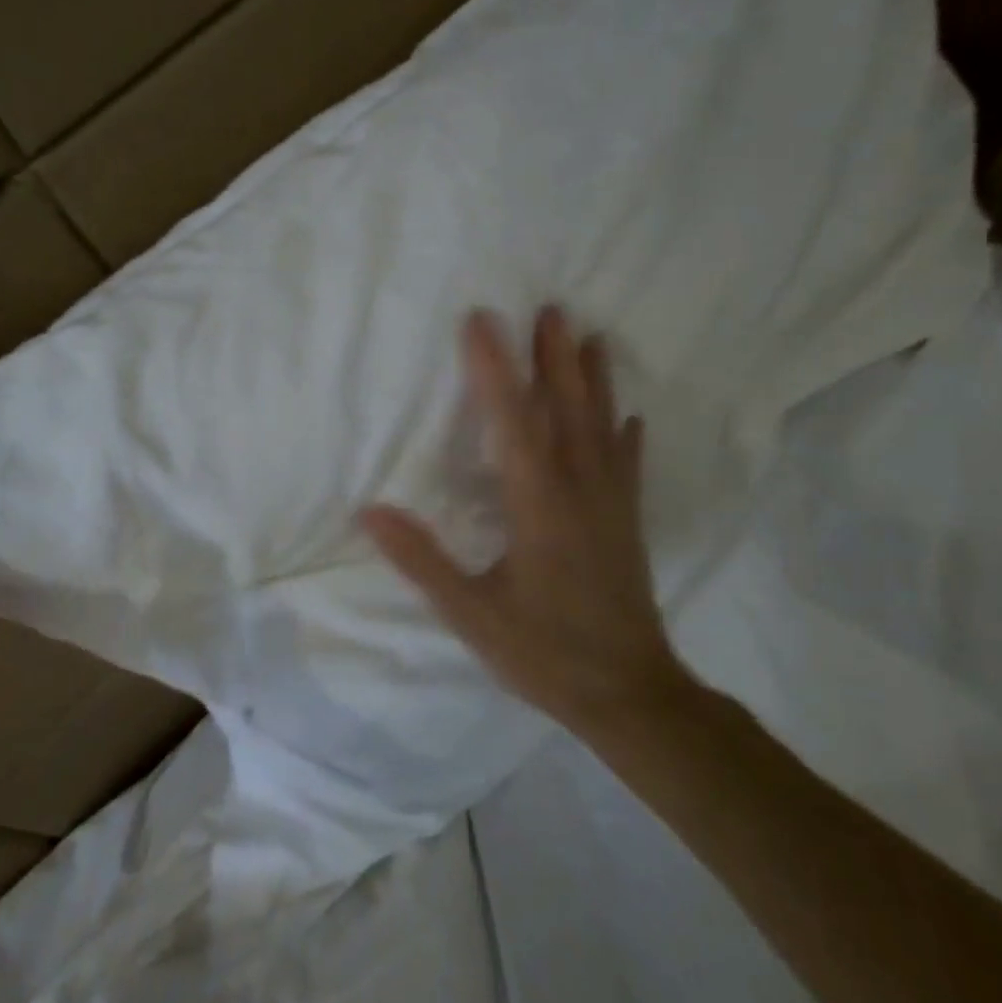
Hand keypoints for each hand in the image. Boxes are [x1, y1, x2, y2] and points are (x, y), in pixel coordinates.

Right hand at [359, 307, 693, 736]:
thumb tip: (369, 511)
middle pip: (565, 410)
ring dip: (595, 380)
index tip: (480, 320)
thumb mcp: (470, 612)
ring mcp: (610, 505)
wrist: (629, 694)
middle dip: (553, 358)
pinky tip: (632, 417)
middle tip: (551, 308)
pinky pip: (627, 467)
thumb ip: (421, 560)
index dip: (492, 368)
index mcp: (537, 504)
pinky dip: (627, 436)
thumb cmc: (543, 652)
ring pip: (602, 428)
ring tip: (591, 338)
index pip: (511, 421)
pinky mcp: (627, 524)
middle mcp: (578, 490)